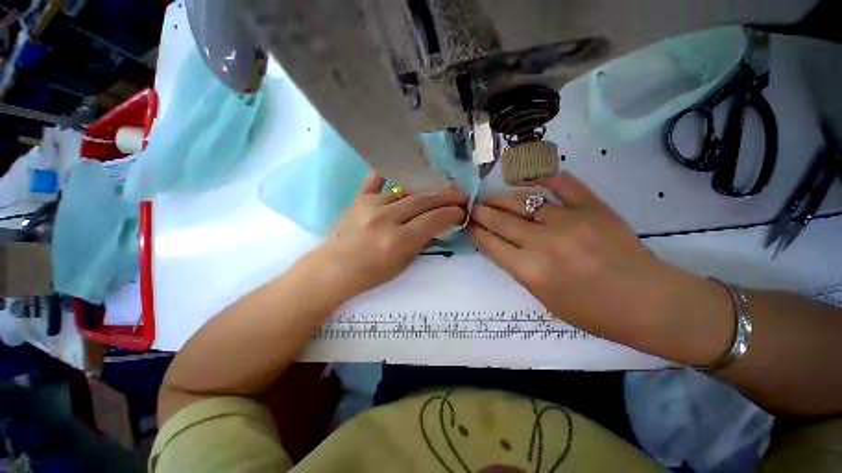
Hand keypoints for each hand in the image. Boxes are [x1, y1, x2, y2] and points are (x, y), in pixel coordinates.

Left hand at [314, 172, 466, 297]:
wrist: (333, 269)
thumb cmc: (370, 274)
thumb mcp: (403, 264)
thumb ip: (421, 241)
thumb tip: (436, 223)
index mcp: (398, 240)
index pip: (434, 220)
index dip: (452, 213)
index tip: (462, 211)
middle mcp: (386, 218)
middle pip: (423, 200)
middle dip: (446, 197)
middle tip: (460, 195)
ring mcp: (370, 205)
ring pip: (406, 190)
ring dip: (427, 188)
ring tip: (441, 186)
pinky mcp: (358, 199)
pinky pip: (376, 179)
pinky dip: (391, 172)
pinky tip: (406, 170)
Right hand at [468, 172, 722, 354]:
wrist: (647, 302)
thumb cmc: (591, 311)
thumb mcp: (543, 297)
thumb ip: (518, 268)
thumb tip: (500, 244)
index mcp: (530, 271)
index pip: (489, 243)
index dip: (474, 231)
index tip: (467, 224)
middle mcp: (544, 243)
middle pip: (500, 220)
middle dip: (480, 212)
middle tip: (472, 207)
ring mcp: (569, 221)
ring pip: (522, 200)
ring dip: (501, 197)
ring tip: (491, 196)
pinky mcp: (593, 207)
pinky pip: (561, 183)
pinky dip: (542, 177)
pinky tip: (526, 178)